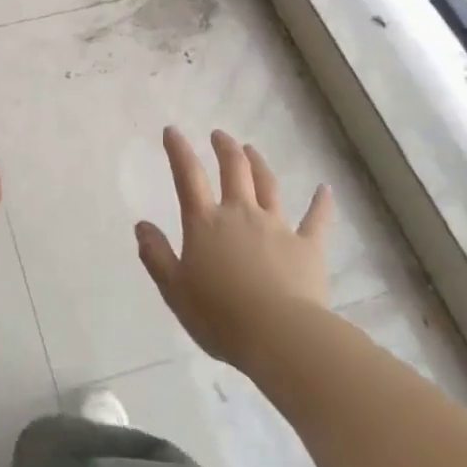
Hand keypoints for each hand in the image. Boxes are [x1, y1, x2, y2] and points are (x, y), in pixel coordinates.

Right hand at [136, 127, 332, 371]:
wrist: (280, 336)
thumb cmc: (220, 315)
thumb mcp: (174, 289)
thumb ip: (156, 255)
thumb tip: (141, 225)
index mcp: (205, 223)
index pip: (188, 177)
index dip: (179, 151)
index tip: (173, 131)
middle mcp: (241, 214)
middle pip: (234, 170)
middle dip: (225, 148)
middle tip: (219, 135)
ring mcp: (277, 227)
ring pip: (268, 185)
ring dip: (259, 164)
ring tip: (251, 149)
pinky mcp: (308, 247)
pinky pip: (316, 219)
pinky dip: (321, 203)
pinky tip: (324, 189)